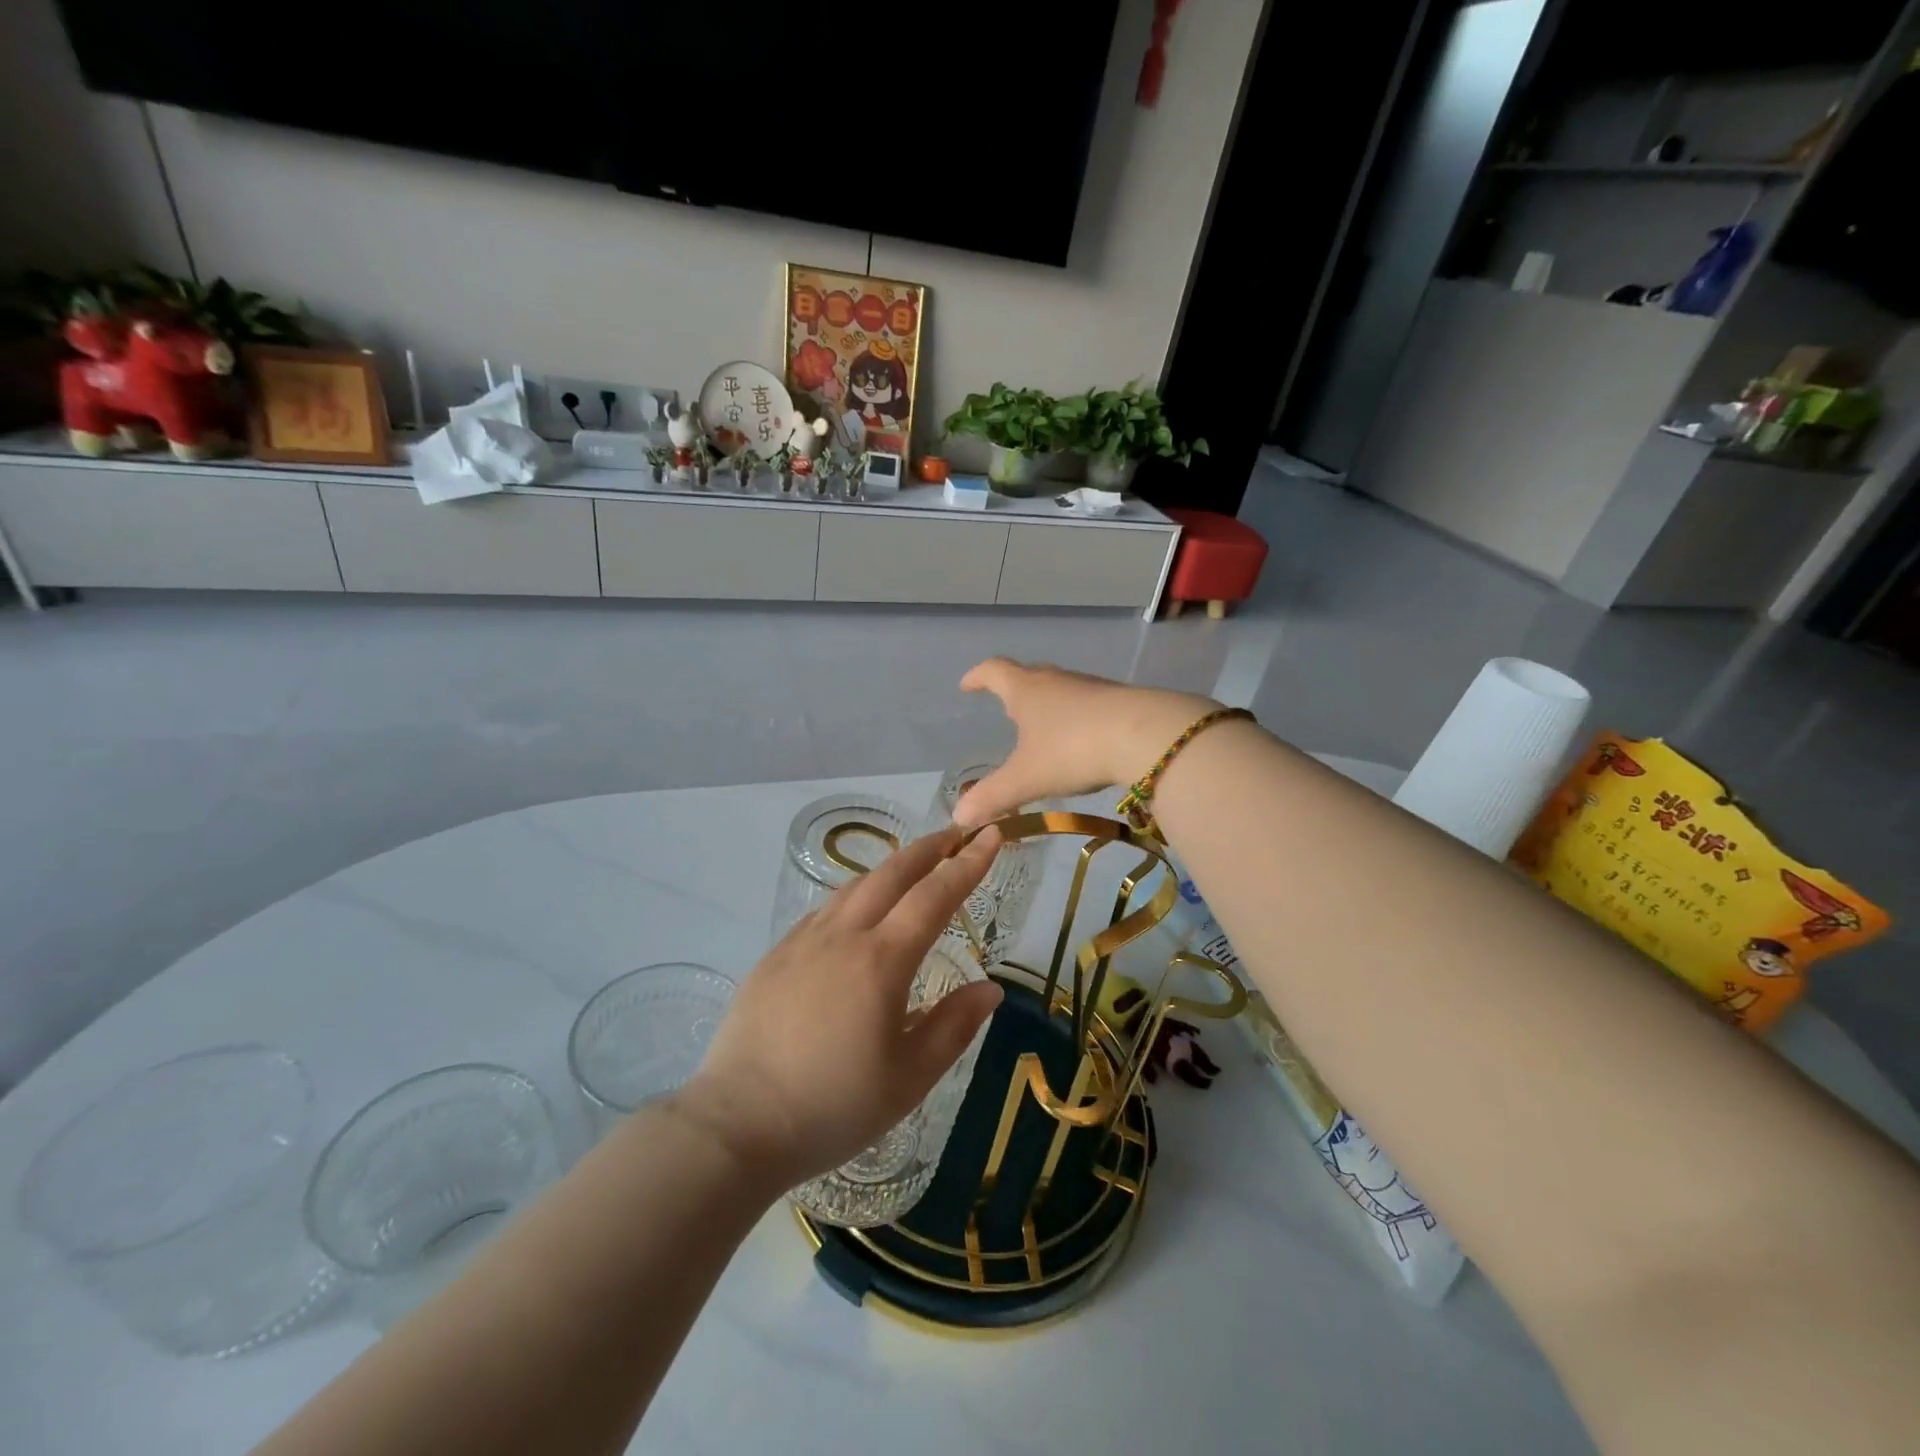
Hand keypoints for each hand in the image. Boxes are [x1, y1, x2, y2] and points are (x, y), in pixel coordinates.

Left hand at [671, 827, 1005, 1191]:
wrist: (737, 1125)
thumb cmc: (833, 1107)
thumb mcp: (909, 1078)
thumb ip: (954, 1027)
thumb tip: (990, 989)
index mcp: (882, 961)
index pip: (934, 896)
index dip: (967, 864)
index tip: (990, 836)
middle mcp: (842, 937)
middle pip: (892, 874)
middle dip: (929, 849)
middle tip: (955, 834)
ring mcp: (802, 942)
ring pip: (853, 886)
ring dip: (889, 869)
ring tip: (912, 868)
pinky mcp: (774, 956)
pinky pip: (823, 911)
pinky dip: (852, 896)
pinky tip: (854, 912)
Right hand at [953, 659, 1219, 825]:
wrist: (1147, 736)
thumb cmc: (1073, 749)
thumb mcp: (1026, 778)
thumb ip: (992, 797)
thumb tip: (959, 816)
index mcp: (1027, 690)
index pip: (994, 671)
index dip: (977, 677)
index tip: (967, 685)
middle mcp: (1057, 681)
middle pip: (1029, 676)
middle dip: (1014, 691)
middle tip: (1006, 709)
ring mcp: (1092, 688)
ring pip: (1062, 690)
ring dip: (1048, 705)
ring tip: (1043, 729)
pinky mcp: (1120, 702)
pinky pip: (1089, 705)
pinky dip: (1077, 719)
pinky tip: (1082, 742)